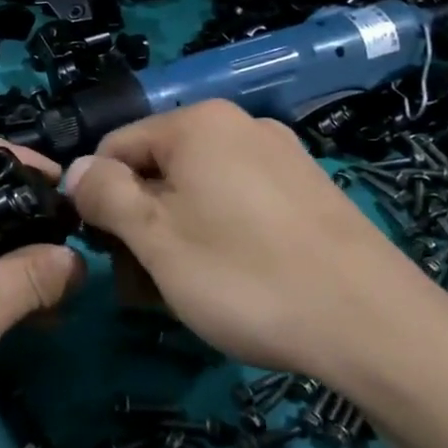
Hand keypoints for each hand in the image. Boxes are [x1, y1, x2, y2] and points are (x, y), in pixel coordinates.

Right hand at [65, 100, 432, 383]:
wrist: (372, 323)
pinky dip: (219, 238)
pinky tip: (231, 284)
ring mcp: (281, 158)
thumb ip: (105, 195)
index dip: (98, 201)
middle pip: (158, 170)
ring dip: (175, 239)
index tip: (107, 256)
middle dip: (139, 226)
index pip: (114, 147)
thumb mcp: (155, 238)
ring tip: (184, 295)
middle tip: (143, 289)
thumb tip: (75, 169)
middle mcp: (240, 126)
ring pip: (198, 193)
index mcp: (198, 123)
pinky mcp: (308, 192)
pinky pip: (239, 205)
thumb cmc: (245, 276)